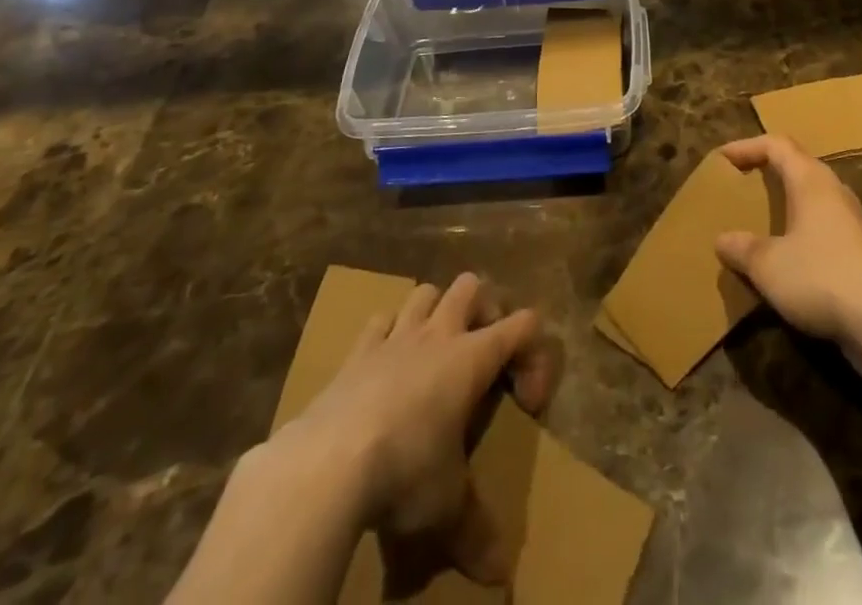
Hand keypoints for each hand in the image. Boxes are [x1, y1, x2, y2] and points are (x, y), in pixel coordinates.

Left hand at [267, 273, 558, 584]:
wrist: (327, 465)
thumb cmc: (404, 473)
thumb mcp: (447, 508)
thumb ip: (476, 533)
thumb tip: (500, 577)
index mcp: (472, 358)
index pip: (524, 324)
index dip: (535, 354)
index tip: (526, 403)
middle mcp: (438, 335)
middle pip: (471, 286)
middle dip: (483, 310)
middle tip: (481, 354)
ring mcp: (395, 337)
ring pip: (425, 292)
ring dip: (435, 312)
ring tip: (434, 351)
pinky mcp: (356, 352)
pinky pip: (379, 321)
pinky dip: (387, 333)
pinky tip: (385, 363)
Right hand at [714, 136, 861, 364]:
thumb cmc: (820, 277)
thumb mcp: (768, 264)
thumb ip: (742, 249)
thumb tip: (723, 240)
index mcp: (811, 180)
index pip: (776, 145)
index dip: (747, 147)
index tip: (722, 160)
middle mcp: (834, 192)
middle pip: (798, 167)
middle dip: (768, 174)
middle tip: (741, 188)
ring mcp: (853, 223)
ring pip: (813, 200)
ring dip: (787, 206)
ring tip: (761, 223)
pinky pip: (824, 230)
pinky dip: (802, 234)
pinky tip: (788, 262)